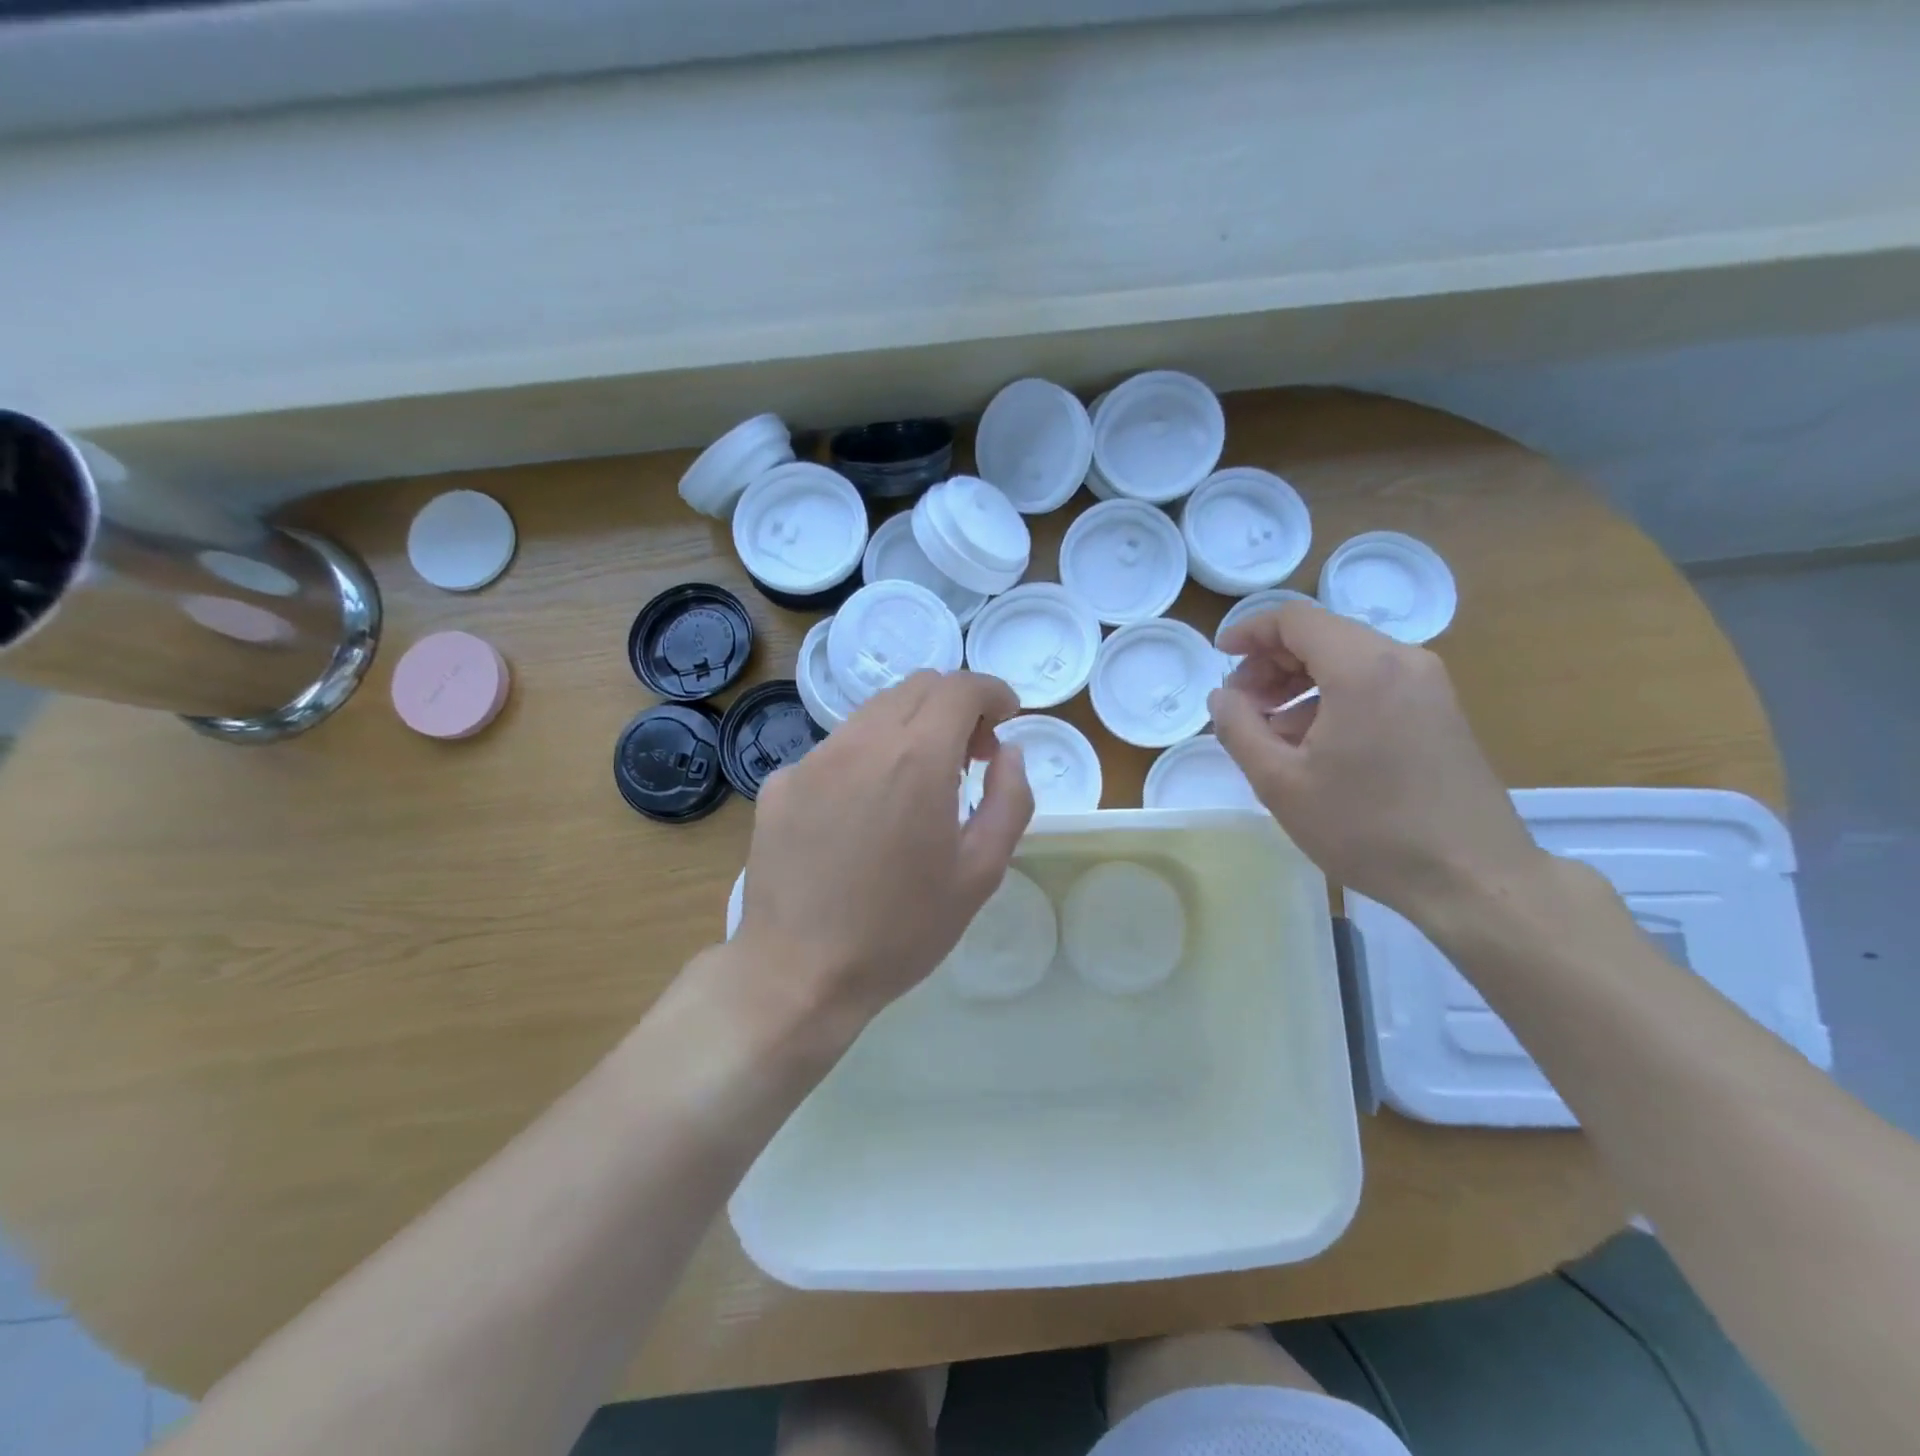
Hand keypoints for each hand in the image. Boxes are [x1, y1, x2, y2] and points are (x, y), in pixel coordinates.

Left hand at [734, 670, 1033, 1023]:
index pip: (961, 687)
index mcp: (916, 758)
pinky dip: (865, 759)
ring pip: (873, 714)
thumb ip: (1010, 800)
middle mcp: (860, 742)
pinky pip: (835, 750)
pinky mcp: (779, 783)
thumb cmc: (902, 929)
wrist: (799, 973)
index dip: (993, 692)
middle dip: (955, 706)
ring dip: (909, 729)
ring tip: (917, 785)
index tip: (1006, 719)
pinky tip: (863, 814)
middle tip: (969, 757)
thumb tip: (1008, 754)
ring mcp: (812, 759)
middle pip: (916, 687)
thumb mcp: (980, 873)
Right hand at [1208, 603, 1544, 922]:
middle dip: (1270, 663)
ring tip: (1270, 732)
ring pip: (1347, 660)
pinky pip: (1373, 684)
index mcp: (1362, 668)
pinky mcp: (1440, 711)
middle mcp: (1401, 660)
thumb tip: (1222, 696)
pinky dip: (1332, 699)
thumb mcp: (1281, 783)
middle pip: (1322, 635)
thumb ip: (1239, 729)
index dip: (1249, 632)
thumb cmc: (1367, 828)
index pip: (1294, 619)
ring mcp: (1428, 685)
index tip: (1219, 659)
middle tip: (1241, 706)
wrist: (1472, 878)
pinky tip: (1312, 745)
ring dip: (1299, 683)